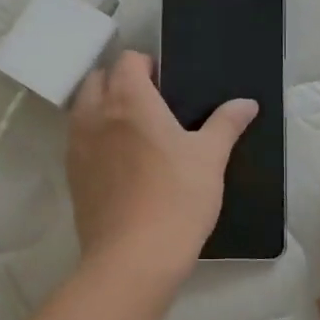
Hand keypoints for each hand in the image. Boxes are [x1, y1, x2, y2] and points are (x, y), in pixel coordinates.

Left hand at [67, 51, 257, 285]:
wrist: (133, 258)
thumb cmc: (177, 199)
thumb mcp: (210, 158)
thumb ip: (226, 123)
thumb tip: (247, 102)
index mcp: (128, 100)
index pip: (127, 61)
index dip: (146, 65)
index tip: (167, 85)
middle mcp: (95, 115)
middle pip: (98, 79)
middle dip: (119, 81)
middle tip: (151, 105)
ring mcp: (77, 146)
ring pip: (83, 109)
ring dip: (103, 108)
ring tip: (134, 132)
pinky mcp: (71, 176)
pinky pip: (78, 141)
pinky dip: (94, 138)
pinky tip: (120, 163)